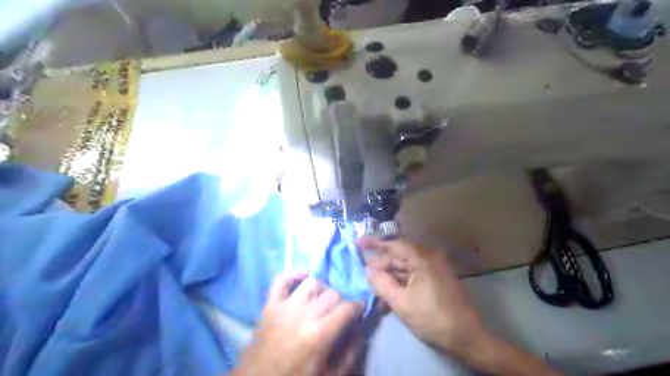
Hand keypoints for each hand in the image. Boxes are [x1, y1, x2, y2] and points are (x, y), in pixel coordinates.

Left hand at [232, 272, 365, 374]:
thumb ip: (350, 354)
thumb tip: (361, 330)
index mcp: (320, 334)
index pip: (347, 308)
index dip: (358, 307)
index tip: (359, 310)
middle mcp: (304, 314)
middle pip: (332, 293)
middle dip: (341, 302)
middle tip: (339, 313)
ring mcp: (285, 306)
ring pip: (313, 282)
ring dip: (321, 290)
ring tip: (321, 302)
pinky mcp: (270, 304)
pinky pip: (281, 279)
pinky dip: (293, 274)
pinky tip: (302, 277)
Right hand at [356, 238, 486, 358]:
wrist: (468, 338)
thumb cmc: (433, 318)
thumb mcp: (401, 303)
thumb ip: (381, 283)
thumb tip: (368, 270)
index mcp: (422, 258)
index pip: (393, 244)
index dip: (373, 243)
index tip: (357, 243)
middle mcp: (429, 257)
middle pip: (398, 256)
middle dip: (380, 265)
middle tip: (363, 273)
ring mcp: (434, 268)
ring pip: (405, 267)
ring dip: (389, 277)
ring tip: (373, 287)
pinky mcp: (436, 279)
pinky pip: (413, 276)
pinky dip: (400, 283)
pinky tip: (388, 294)